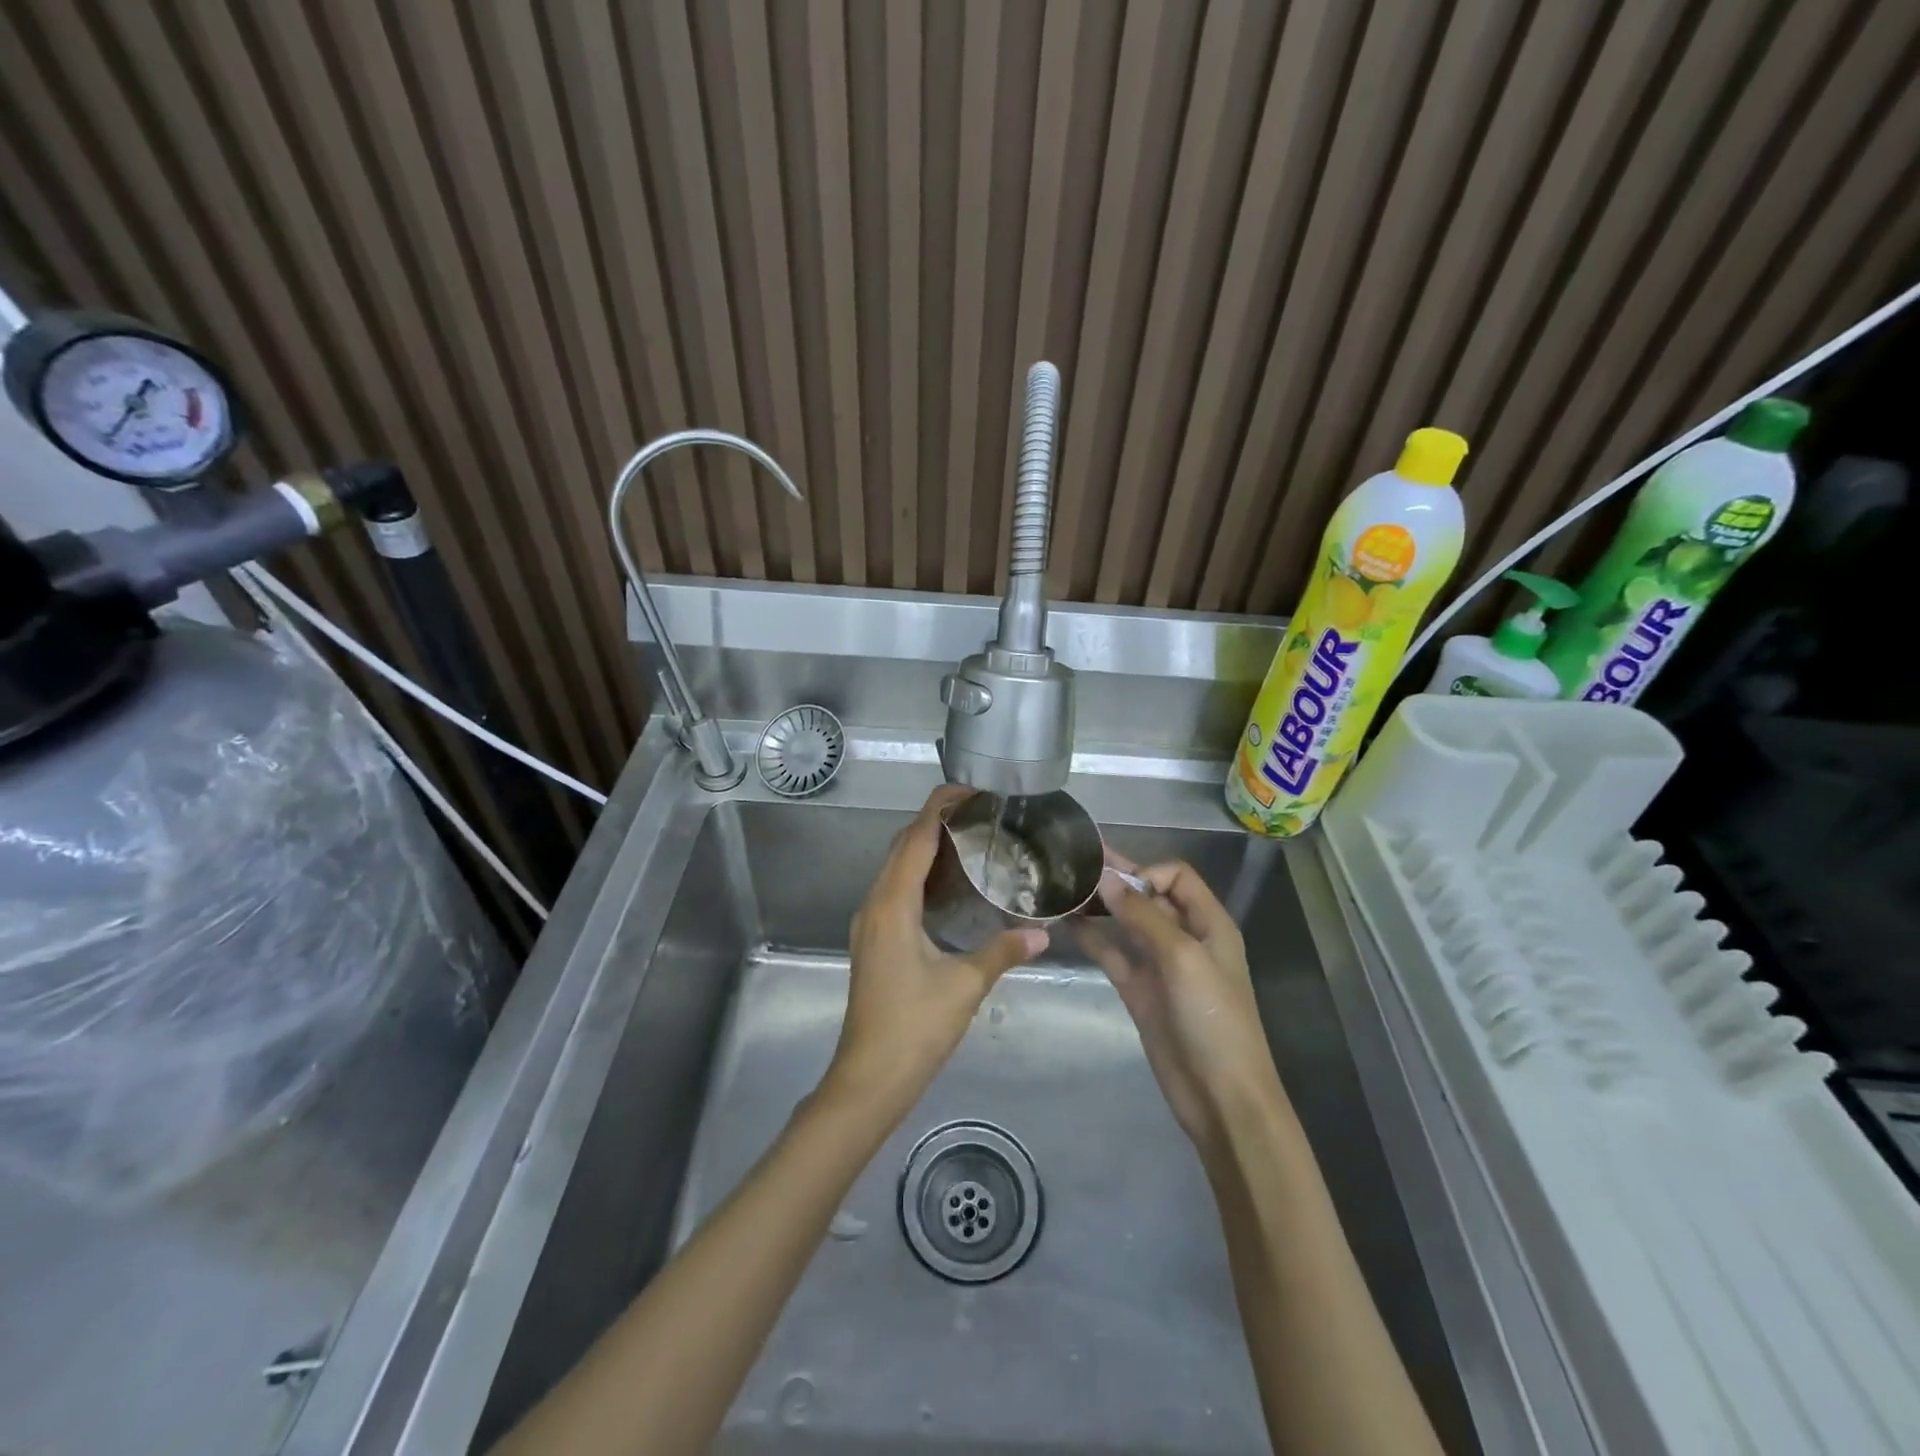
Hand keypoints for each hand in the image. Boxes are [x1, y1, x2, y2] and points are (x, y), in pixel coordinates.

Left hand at [822, 785, 1047, 1116]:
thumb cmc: (914, 1028)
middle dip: (936, 821)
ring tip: (971, 839)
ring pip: (896, 867)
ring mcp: (870, 923)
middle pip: (902, 846)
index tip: (971, 789)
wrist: (868, 1078)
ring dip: (926, 847)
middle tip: (980, 812)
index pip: (915, 838)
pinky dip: (921, 874)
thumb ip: (1002, 951)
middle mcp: (875, 904)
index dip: (940, 807)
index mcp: (893, 904)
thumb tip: (1042, 932)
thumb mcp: (964, 986)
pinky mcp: (874, 940)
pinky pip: (896, 889)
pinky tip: (951, 886)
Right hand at [1081, 856, 1282, 1155]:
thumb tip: (1106, 880)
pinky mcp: (1139, 990)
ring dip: (1100, 907)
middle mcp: (1184, 937)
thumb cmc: (1213, 1019)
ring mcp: (1160, 965)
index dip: (1147, 873)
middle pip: (1148, 896)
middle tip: (1073, 863)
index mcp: (1208, 924)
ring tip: (1063, 889)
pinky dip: (1092, 937)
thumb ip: (1144, 916)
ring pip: (1126, 923)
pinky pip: (1113, 954)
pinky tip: (1066, 923)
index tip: (1116, 886)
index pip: (1176, 877)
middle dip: (1116, 880)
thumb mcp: (1183, 958)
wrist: (1221, 1097)